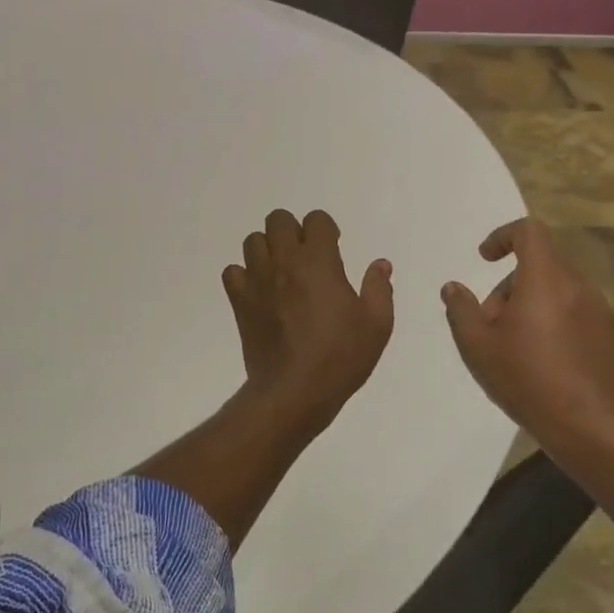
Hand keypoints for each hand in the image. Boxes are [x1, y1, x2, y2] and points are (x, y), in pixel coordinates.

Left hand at [223, 209, 394, 423]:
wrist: (294, 392)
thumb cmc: (340, 357)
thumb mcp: (376, 324)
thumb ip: (379, 288)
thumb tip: (380, 264)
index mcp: (318, 261)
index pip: (316, 220)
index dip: (326, 229)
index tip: (334, 249)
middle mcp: (284, 262)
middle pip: (278, 220)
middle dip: (294, 231)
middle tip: (307, 257)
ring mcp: (257, 281)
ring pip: (253, 241)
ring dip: (268, 248)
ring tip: (283, 272)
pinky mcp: (240, 302)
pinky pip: (232, 272)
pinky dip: (244, 275)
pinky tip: (260, 291)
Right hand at [440, 217, 613, 450]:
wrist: (593, 428)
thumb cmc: (528, 379)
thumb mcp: (477, 345)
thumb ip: (461, 309)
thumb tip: (453, 287)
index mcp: (545, 278)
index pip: (529, 231)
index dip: (503, 236)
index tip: (485, 259)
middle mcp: (579, 286)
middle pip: (542, 265)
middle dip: (512, 286)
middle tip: (492, 324)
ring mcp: (603, 313)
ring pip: (561, 293)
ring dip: (536, 307)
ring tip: (519, 349)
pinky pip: (581, 318)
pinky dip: (560, 327)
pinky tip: (549, 365)